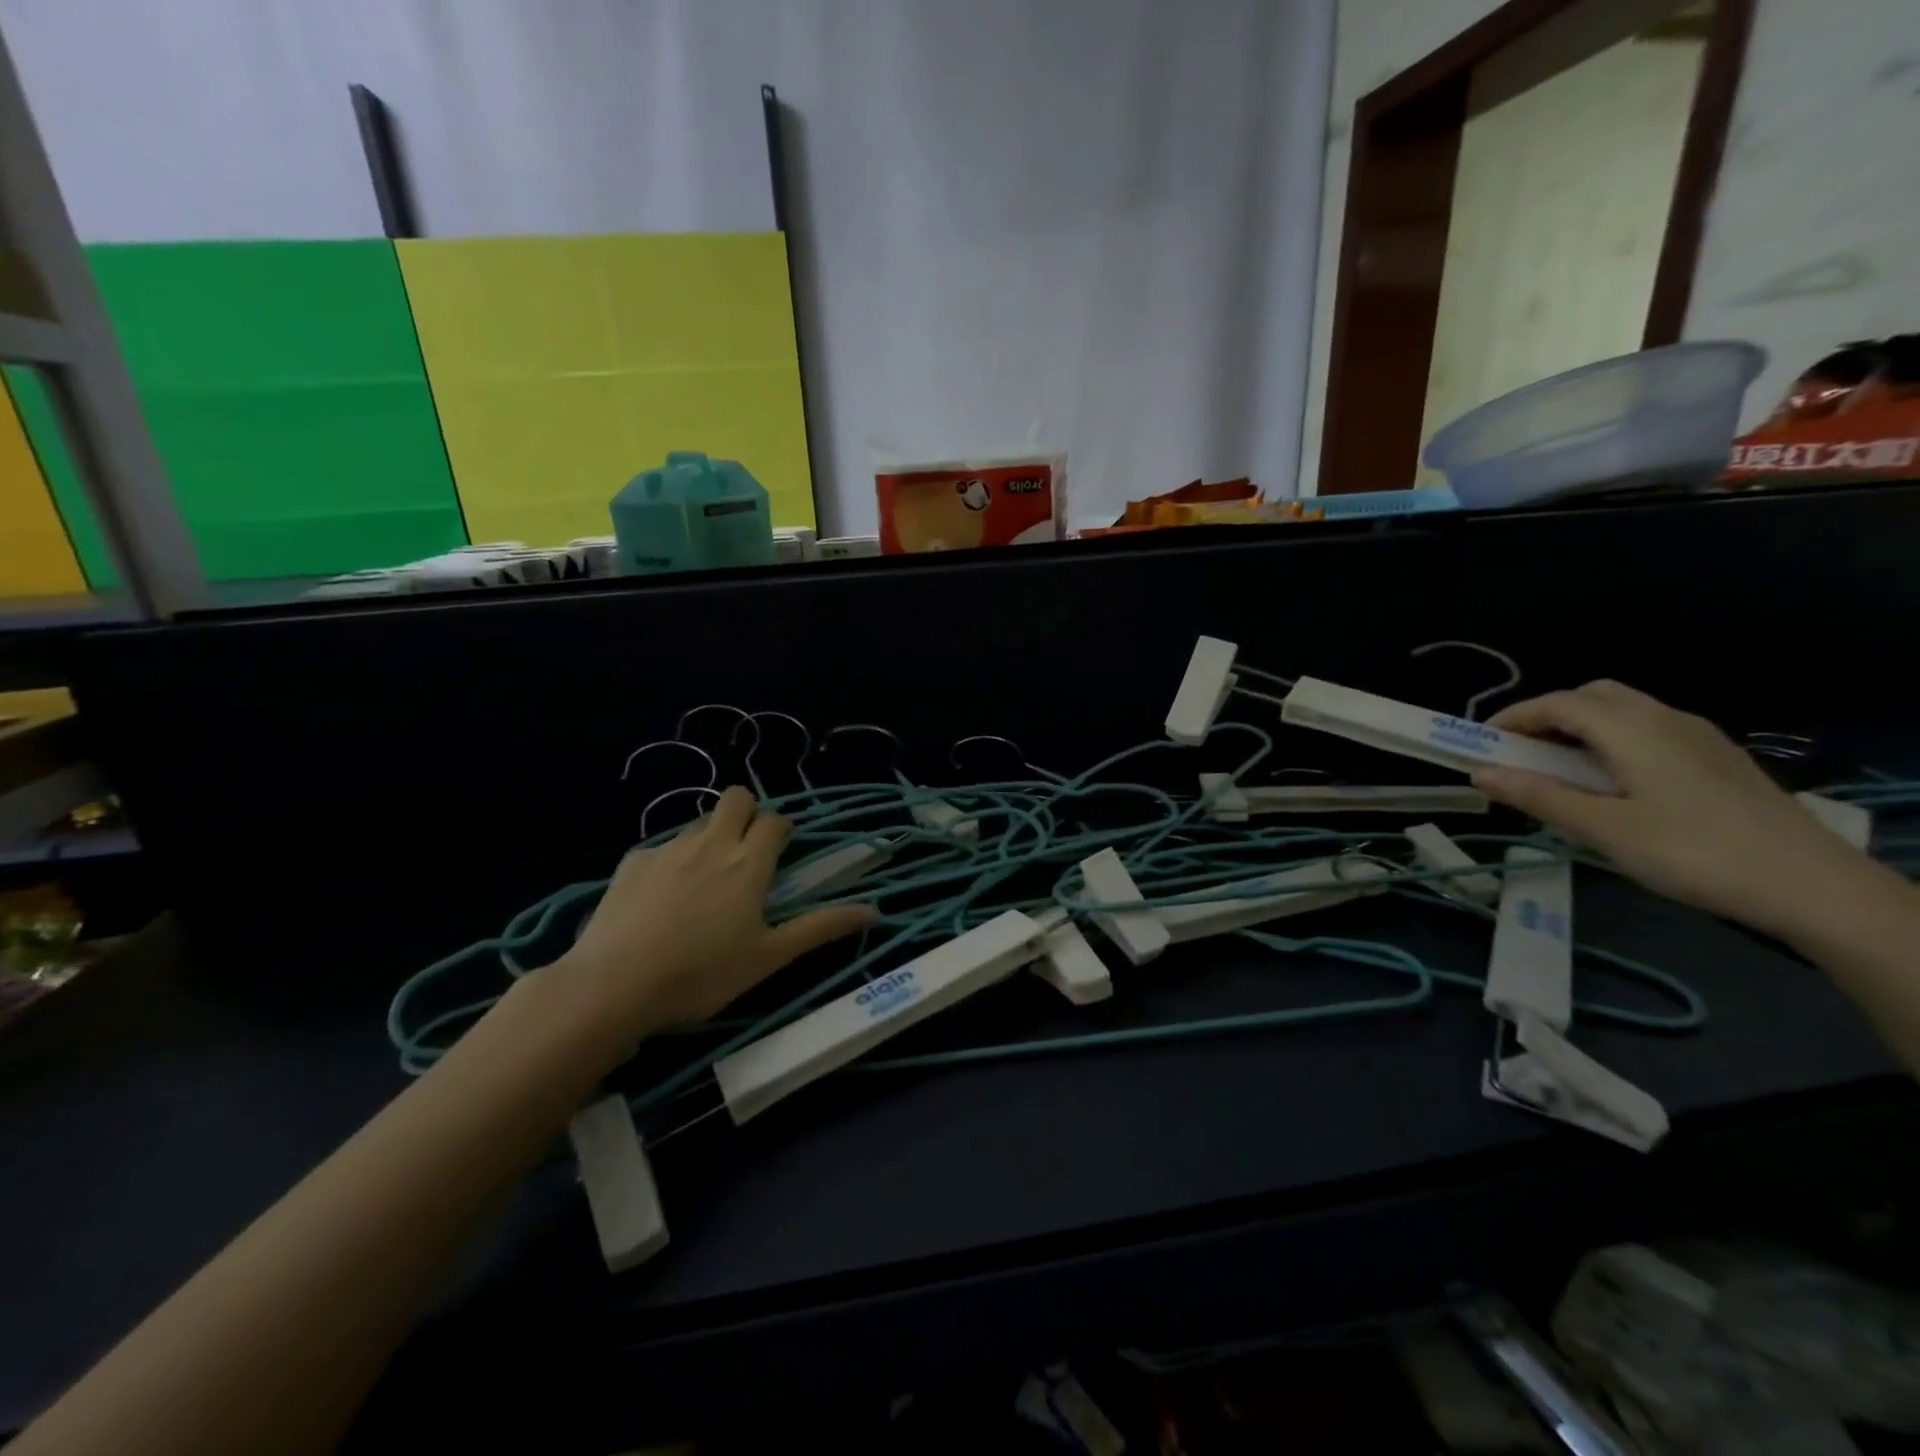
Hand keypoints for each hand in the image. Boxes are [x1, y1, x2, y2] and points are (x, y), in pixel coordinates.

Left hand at [553, 786, 875, 1042]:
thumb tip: (875, 910)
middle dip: (747, 812)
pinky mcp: (631, 862)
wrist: (613, 985)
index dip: (782, 829)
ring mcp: (668, 849)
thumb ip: (821, 928)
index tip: (780, 852)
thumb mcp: (769, 957)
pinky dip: (672, 861)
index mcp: (749, 863)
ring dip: (711, 837)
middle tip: (745, 853)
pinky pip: (661, 846)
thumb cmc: (702, 974)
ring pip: (699, 822)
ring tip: (704, 882)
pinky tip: (661, 900)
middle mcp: (711, 843)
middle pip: (737, 798)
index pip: (775, 821)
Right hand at [1472, 680, 1859, 935]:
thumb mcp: (1603, 829)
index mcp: (1632, 729)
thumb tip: (1480, 773)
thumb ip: (1539, 796)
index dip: (1512, 717)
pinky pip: (1650, 731)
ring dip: (1581, 728)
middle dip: (1547, 716)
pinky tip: (1612, 783)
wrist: (1811, 886)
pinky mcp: (1717, 759)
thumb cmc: (1691, 852)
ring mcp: (1698, 737)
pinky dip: (1613, 741)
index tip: (1480, 744)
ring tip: (1559, 771)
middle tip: (1520, 753)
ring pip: (1624, 712)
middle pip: (1593, 696)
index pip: (1557, 703)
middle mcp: (1664, 719)